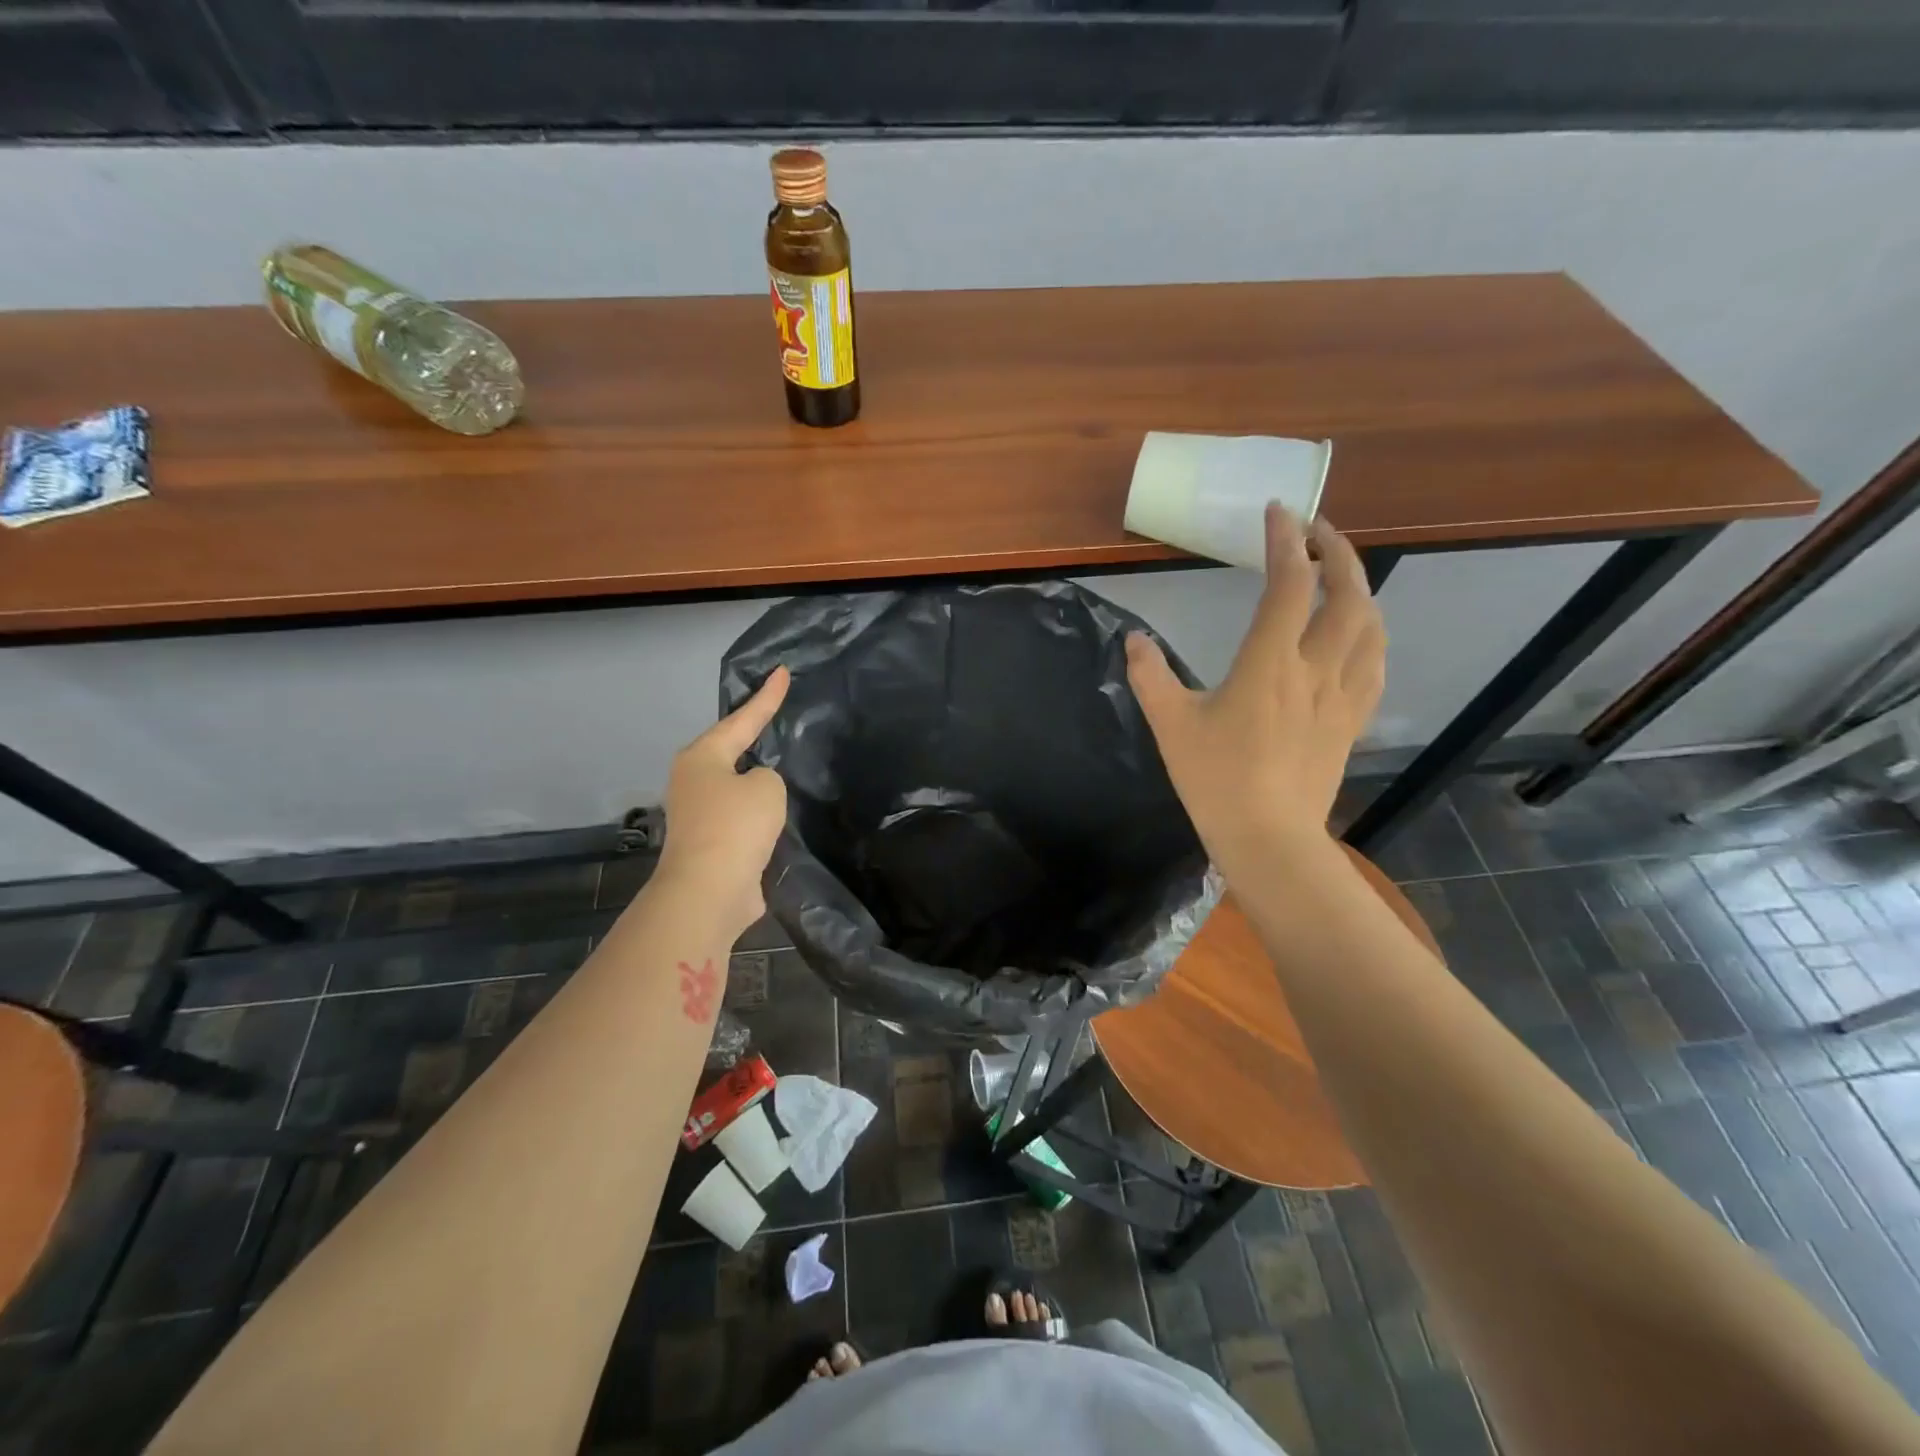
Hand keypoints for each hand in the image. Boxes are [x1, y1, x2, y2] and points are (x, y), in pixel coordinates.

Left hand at [656, 667, 791, 937]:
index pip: (742, 719)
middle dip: (752, 736)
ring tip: (782, 764)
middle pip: (730, 751)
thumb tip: (757, 792)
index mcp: (702, 757)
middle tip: (777, 716)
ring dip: (755, 781)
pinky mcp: (710, 845)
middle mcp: (693, 781)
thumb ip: (768, 777)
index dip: (767, 697)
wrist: (708, 892)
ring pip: (735, 787)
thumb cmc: (735, 826)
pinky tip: (776, 814)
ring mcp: (698, 815)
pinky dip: (758, 814)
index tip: (782, 671)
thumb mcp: (767, 787)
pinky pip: (741, 818)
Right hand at [1126, 506, 1383, 875]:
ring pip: (1371, 626)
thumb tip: (1134, 640)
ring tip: (1341, 575)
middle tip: (1317, 530)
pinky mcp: (1351, 722)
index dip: (1286, 541)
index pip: (1290, 584)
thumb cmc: (1216, 779)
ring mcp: (1341, 696)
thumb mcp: (1170, 725)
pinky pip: (1374, 665)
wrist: (1268, 839)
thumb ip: (1150, 676)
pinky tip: (1358, 636)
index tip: (1278, 512)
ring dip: (1361, 588)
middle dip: (1338, 551)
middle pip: (1349, 594)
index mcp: (1270, 663)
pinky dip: (1370, 635)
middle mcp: (1315, 669)